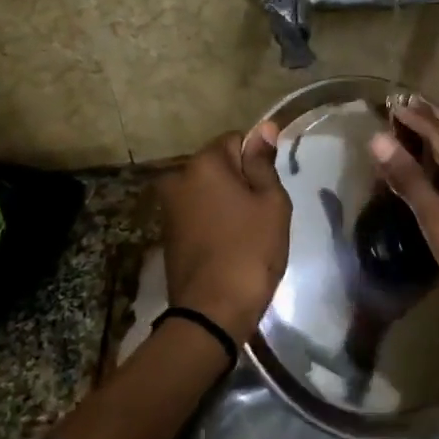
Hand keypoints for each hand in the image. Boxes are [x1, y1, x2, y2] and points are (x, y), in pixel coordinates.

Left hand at [158, 122, 290, 341]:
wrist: (212, 312)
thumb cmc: (250, 250)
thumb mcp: (271, 203)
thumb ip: (264, 163)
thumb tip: (263, 127)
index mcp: (203, 164)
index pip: (236, 139)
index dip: (257, 160)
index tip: (270, 188)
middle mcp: (177, 178)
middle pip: (218, 166)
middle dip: (240, 181)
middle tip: (262, 213)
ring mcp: (168, 208)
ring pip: (207, 191)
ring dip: (226, 202)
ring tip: (248, 232)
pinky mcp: (167, 234)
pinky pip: (198, 213)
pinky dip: (214, 221)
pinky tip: (230, 245)